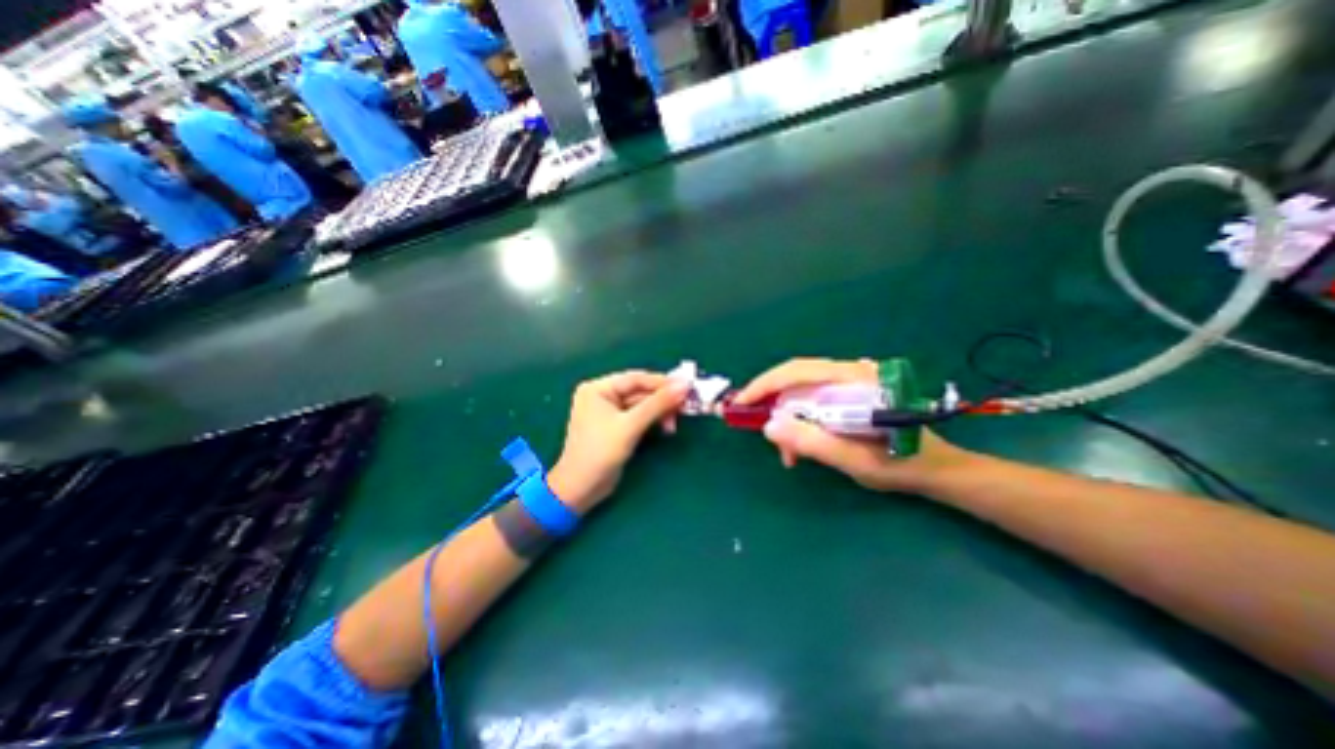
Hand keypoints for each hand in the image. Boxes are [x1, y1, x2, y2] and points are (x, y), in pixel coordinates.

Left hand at [548, 372, 688, 511]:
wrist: (581, 489)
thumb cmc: (600, 452)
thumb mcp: (630, 426)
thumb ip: (657, 404)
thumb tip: (684, 385)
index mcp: (598, 388)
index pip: (636, 378)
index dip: (662, 382)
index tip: (687, 387)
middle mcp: (603, 395)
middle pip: (640, 391)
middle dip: (663, 400)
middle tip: (686, 407)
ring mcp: (609, 412)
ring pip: (642, 405)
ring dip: (660, 412)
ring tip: (674, 424)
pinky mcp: (617, 427)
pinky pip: (640, 416)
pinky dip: (654, 421)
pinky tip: (667, 427)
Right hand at [734, 360, 976, 493]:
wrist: (936, 468)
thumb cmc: (900, 464)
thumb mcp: (853, 460)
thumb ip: (812, 442)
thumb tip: (768, 426)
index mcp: (855, 380)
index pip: (797, 371)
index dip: (764, 385)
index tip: (740, 405)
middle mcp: (851, 372)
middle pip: (796, 377)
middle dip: (772, 403)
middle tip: (757, 429)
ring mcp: (851, 381)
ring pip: (803, 389)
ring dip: (787, 416)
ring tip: (788, 452)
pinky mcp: (850, 391)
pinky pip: (814, 398)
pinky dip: (801, 418)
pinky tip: (803, 443)